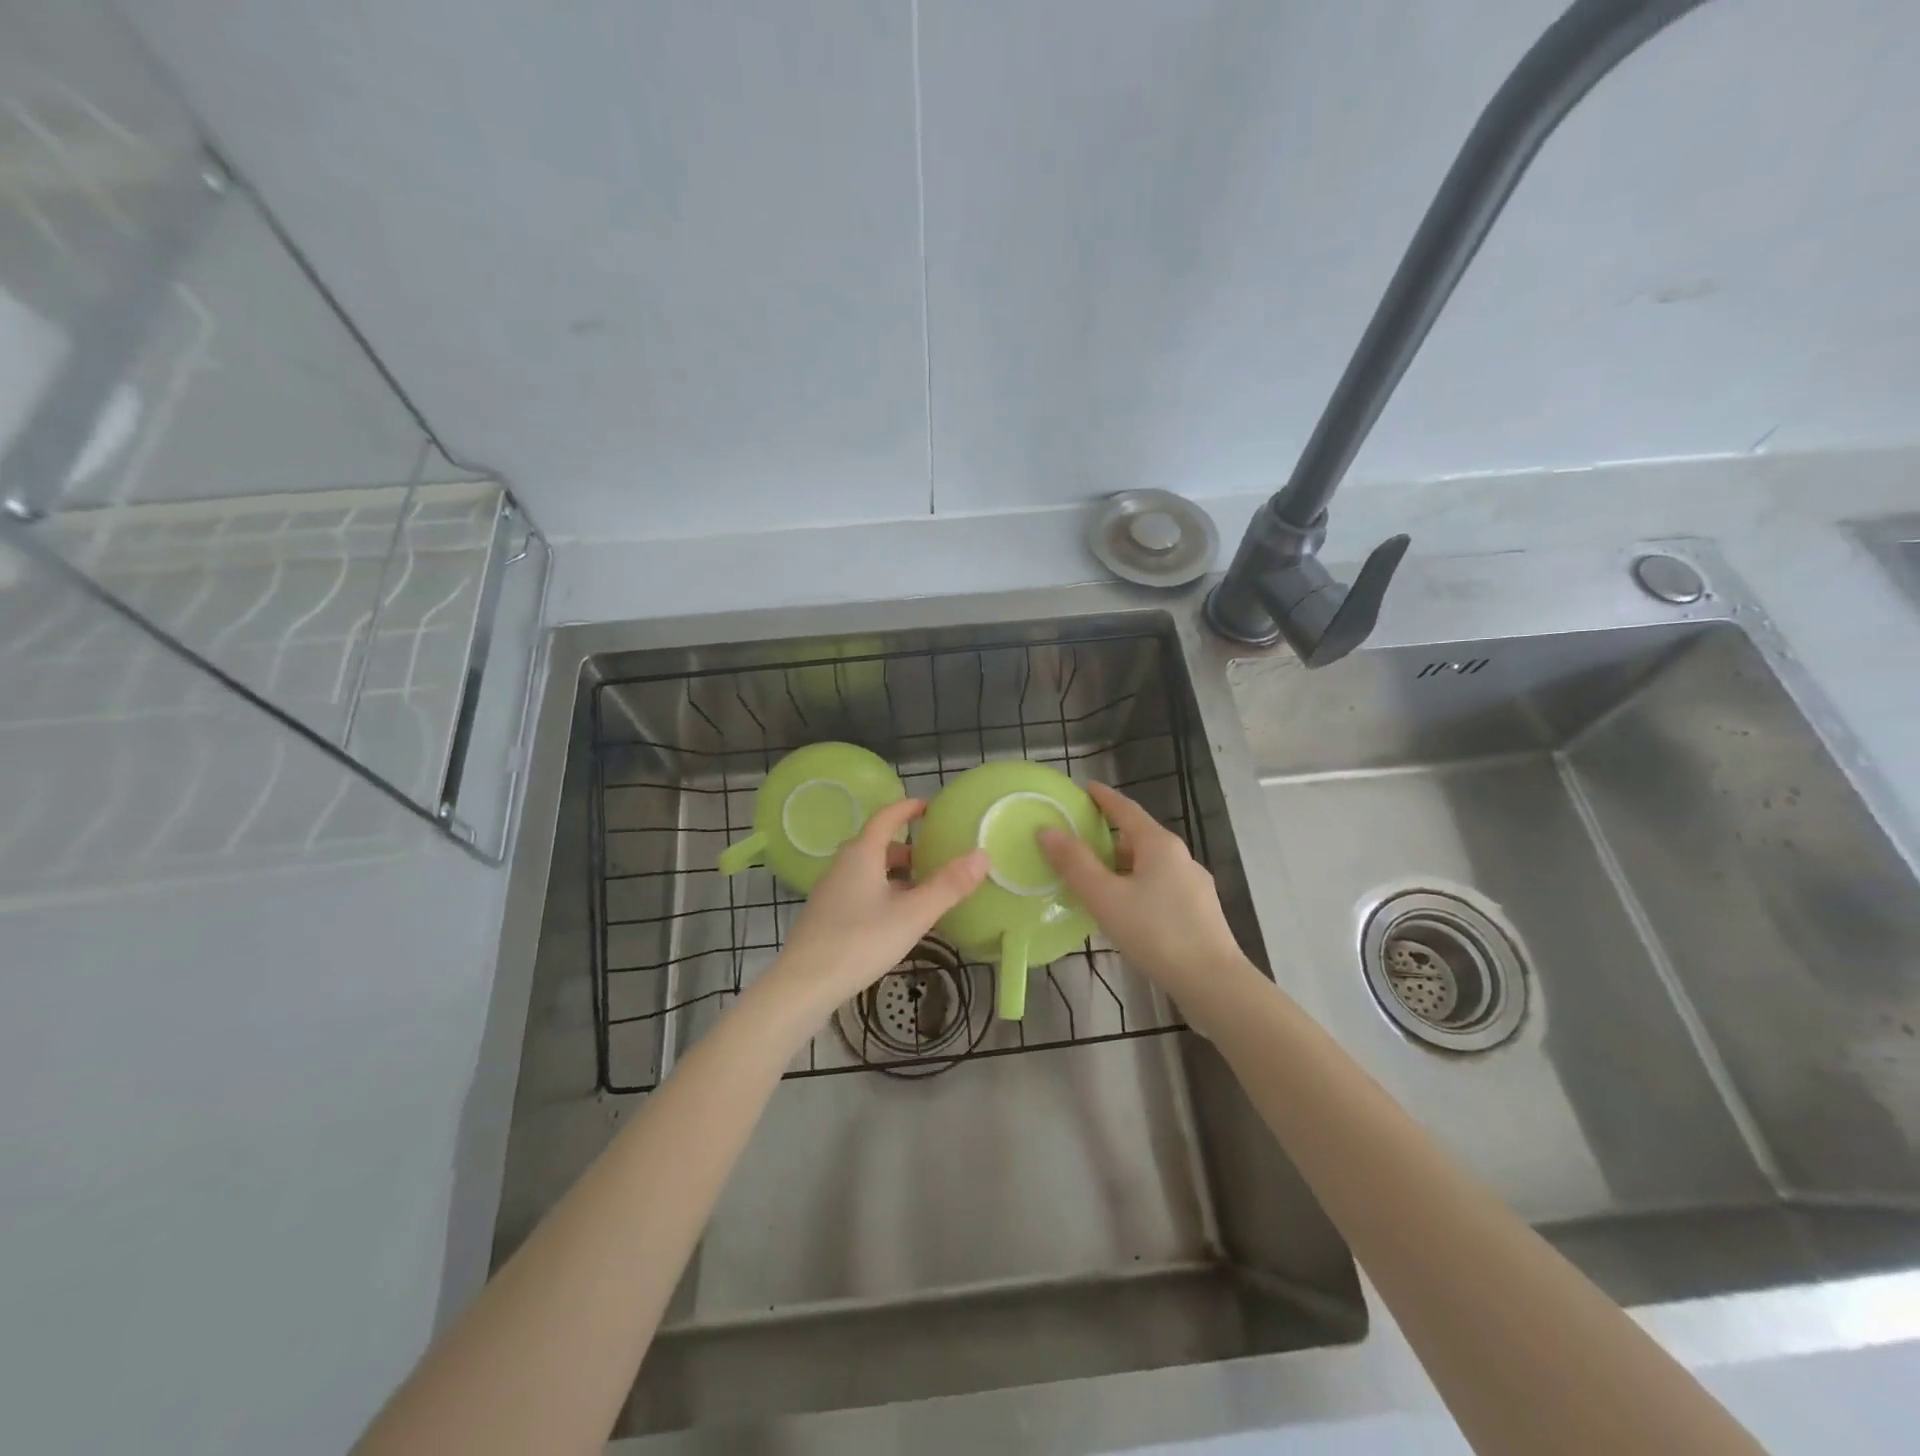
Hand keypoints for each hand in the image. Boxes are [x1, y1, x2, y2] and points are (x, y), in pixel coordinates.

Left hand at [762, 799, 988, 1019]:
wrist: (804, 985)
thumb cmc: (860, 941)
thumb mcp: (912, 914)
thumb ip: (948, 886)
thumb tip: (982, 854)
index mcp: (862, 854)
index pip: (886, 818)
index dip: (907, 809)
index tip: (928, 807)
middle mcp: (843, 865)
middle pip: (876, 845)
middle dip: (906, 847)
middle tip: (935, 856)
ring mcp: (831, 891)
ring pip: (867, 870)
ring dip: (894, 873)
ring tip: (922, 889)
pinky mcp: (826, 916)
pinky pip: (859, 890)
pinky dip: (882, 892)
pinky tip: (895, 918)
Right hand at [1038, 782, 1254, 1011]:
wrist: (1213, 983)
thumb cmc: (1156, 933)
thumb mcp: (1106, 898)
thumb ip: (1075, 864)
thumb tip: (1047, 830)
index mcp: (1159, 844)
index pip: (1126, 809)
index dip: (1103, 797)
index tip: (1084, 788)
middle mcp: (1180, 857)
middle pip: (1138, 836)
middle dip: (1108, 836)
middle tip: (1077, 841)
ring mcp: (1193, 884)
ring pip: (1149, 864)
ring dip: (1121, 865)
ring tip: (1094, 879)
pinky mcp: (1198, 911)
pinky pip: (1159, 886)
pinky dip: (1136, 886)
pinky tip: (1124, 910)